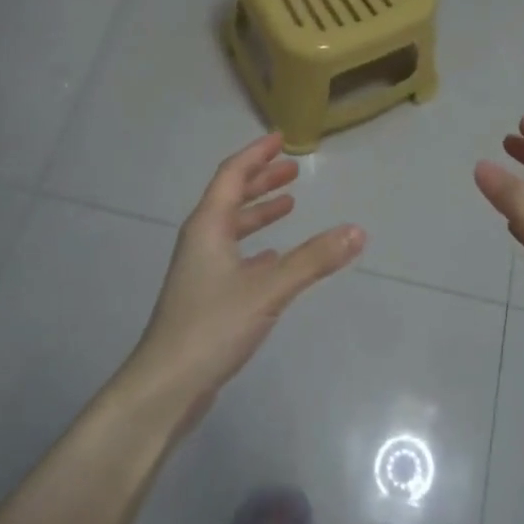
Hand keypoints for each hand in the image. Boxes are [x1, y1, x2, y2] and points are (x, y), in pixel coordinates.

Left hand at [126, 134, 363, 428]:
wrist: (166, 385)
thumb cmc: (212, 326)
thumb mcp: (269, 289)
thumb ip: (314, 260)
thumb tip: (357, 231)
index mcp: (208, 226)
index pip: (232, 175)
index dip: (256, 155)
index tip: (280, 139)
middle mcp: (201, 240)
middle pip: (230, 197)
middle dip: (261, 180)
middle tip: (293, 170)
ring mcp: (201, 269)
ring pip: (232, 228)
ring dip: (259, 212)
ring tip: (289, 205)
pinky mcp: (205, 296)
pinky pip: (234, 255)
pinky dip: (255, 246)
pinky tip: (272, 256)